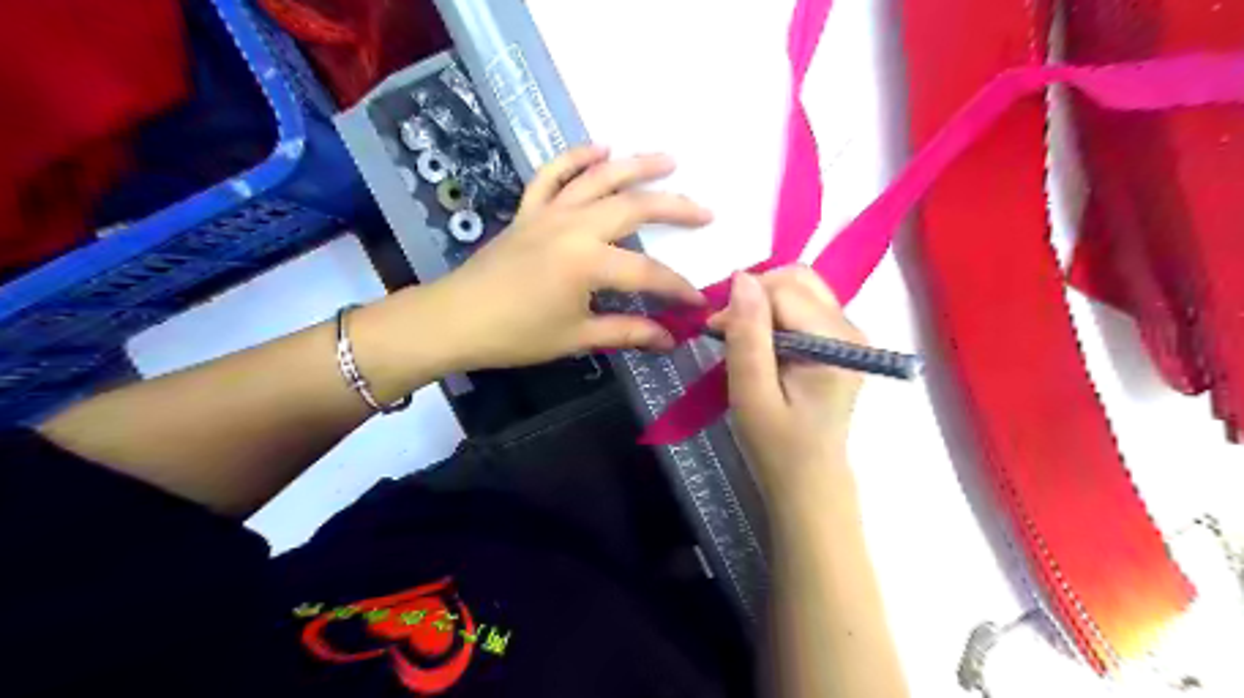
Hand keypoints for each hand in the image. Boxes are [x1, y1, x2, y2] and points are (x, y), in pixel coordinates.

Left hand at [422, 145, 709, 372]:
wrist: (455, 320)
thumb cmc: (516, 335)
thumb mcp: (577, 338)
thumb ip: (627, 333)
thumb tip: (670, 339)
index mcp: (588, 263)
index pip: (648, 272)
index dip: (678, 289)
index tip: (699, 302)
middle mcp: (574, 226)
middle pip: (635, 208)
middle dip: (675, 209)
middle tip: (706, 212)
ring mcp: (550, 212)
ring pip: (600, 179)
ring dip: (637, 166)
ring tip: (669, 159)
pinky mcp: (529, 210)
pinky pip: (553, 174)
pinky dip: (575, 157)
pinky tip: (600, 147)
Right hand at [710, 267, 867, 496]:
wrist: (808, 480)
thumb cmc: (776, 445)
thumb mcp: (752, 393)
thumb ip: (748, 335)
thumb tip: (741, 278)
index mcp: (835, 343)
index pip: (784, 290)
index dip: (743, 303)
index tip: (715, 331)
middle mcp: (850, 328)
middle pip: (797, 280)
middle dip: (755, 295)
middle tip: (728, 331)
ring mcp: (848, 332)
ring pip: (799, 287)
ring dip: (763, 303)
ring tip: (742, 337)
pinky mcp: (839, 339)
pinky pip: (802, 304)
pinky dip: (774, 313)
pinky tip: (761, 342)